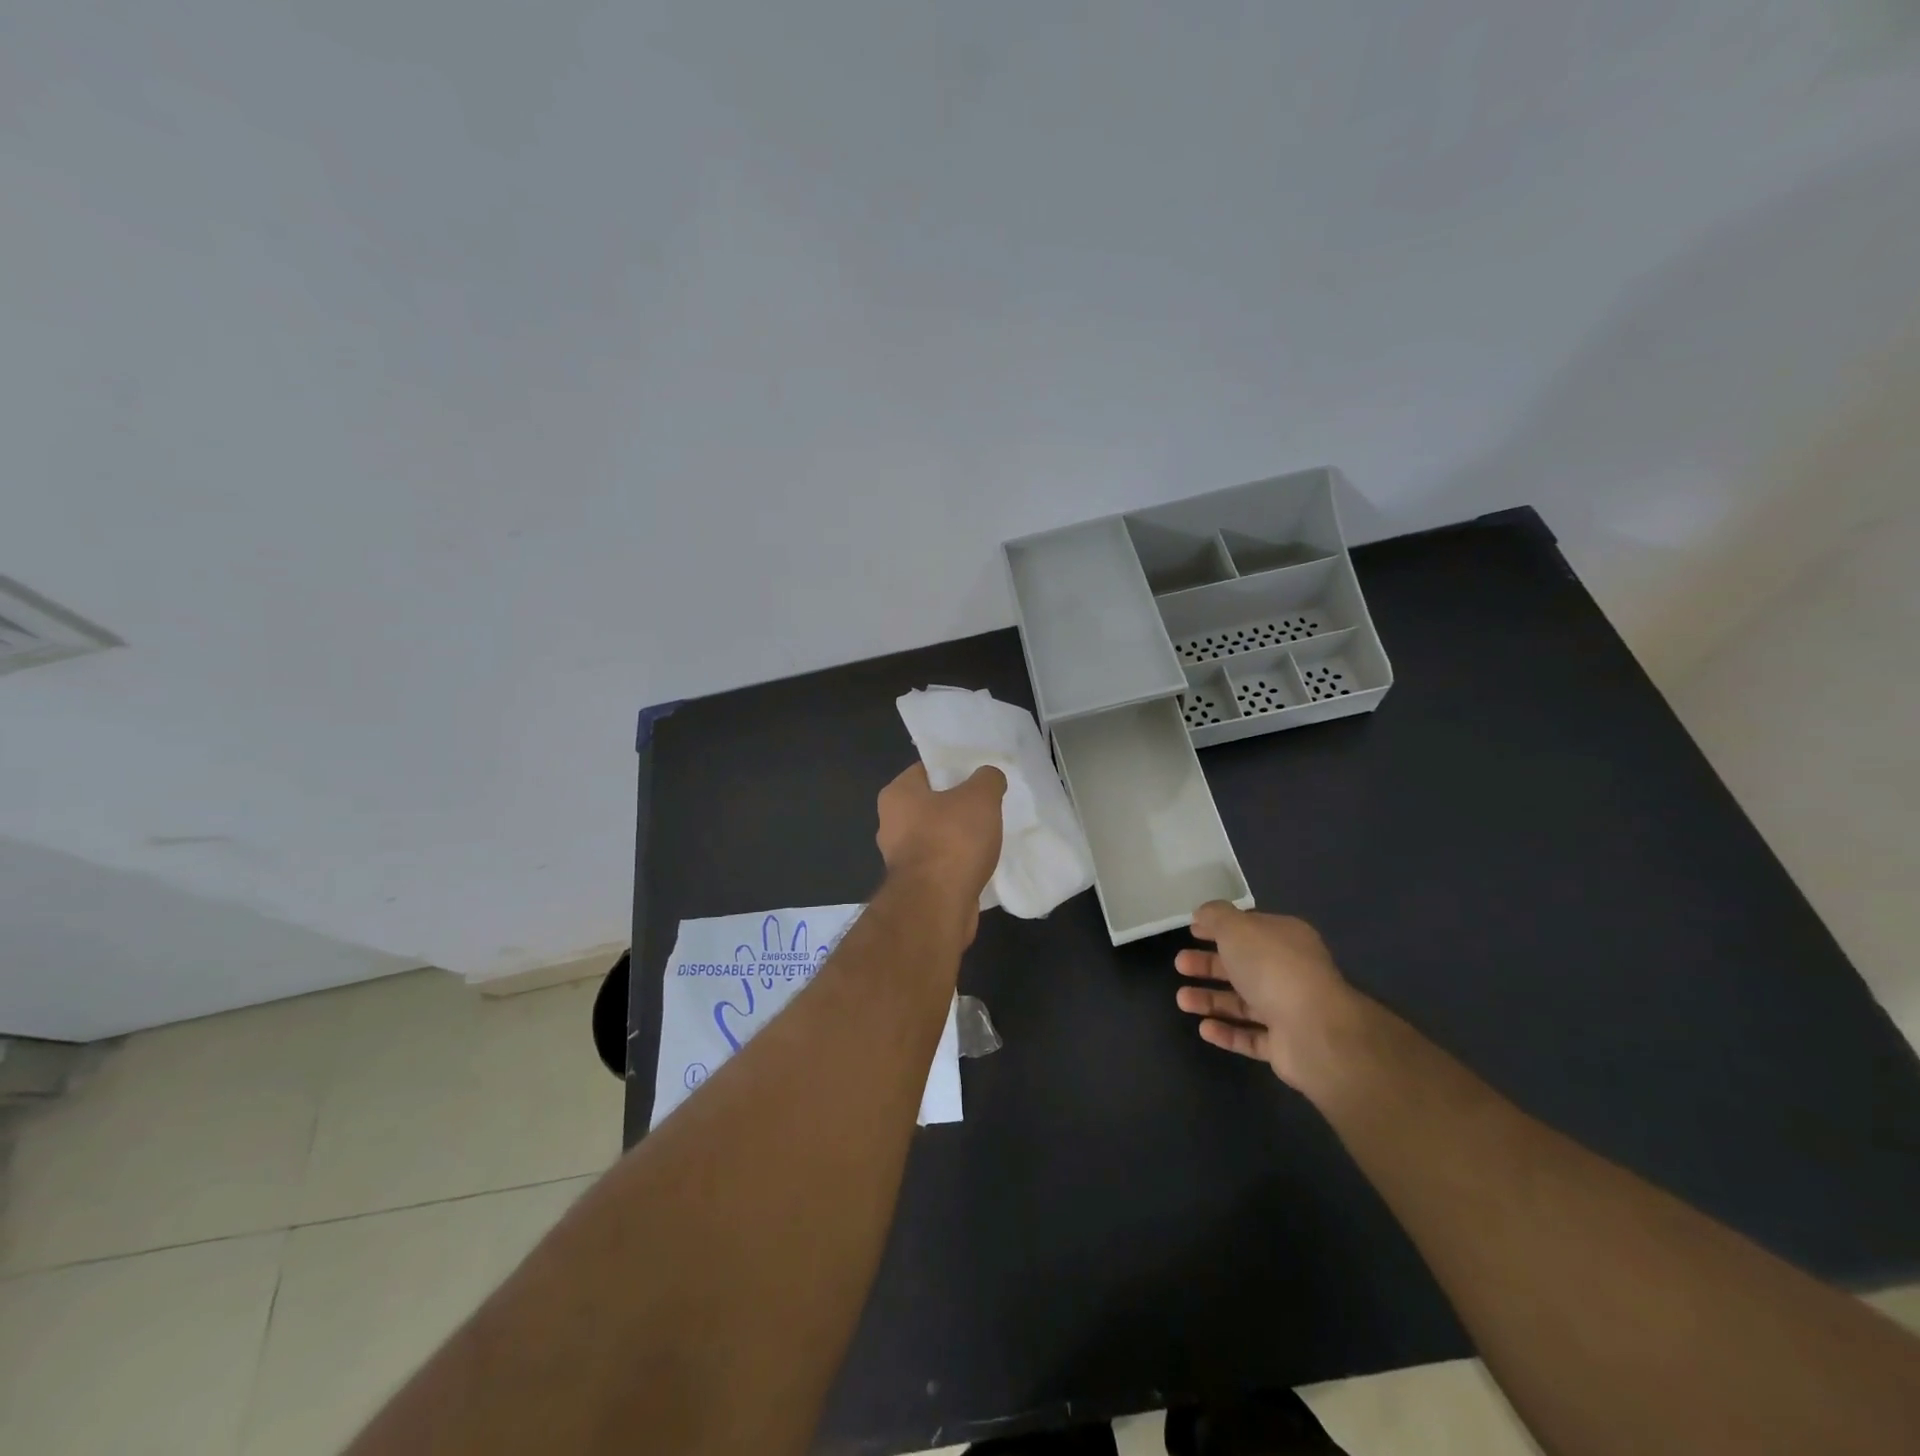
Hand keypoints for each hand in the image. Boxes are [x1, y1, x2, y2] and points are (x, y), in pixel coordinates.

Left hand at [875, 763, 1006, 935]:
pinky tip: (981, 863)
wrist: (938, 906)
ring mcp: (900, 858)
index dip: (953, 768)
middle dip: (957, 805)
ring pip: (936, 837)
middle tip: (988, 805)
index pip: (926, 770)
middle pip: (930, 804)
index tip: (979, 776)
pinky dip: (958, 864)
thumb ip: (987, 779)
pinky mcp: (914, 886)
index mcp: (897, 795)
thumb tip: (989, 777)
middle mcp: (891, 824)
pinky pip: (941, 865)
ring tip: (989, 835)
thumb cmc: (952, 840)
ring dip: (958, 838)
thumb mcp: (980, 797)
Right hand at [1174, 902, 1364, 1092]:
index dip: (1218, 928)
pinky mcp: (1285, 1046)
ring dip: (1211, 999)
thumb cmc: (1272, 968)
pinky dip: (1227, 1032)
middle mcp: (1289, 971)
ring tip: (1181, 1000)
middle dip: (1209, 965)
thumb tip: (1203, 913)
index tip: (1191, 930)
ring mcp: (1289, 1010)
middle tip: (1180, 964)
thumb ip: (1216, 916)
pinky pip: (1250, 1036)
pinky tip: (1203, 1028)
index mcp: (1285, 939)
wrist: (1314, 1031)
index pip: (1248, 928)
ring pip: (1243, 1003)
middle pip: (1243, 966)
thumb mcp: (1237, 928)